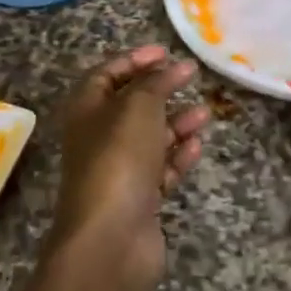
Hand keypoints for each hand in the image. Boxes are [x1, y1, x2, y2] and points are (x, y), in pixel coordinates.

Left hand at [51, 46, 208, 290]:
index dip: (134, 60)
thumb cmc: (118, 159)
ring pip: (150, 138)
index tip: (166, 52)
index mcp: (86, 110)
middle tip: (190, 78)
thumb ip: (155, 83)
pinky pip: (160, 170)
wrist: (111, 239)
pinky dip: (178, 156)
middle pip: (130, 106)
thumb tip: (171, 66)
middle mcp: (98, 138)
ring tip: (204, 113)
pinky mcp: (138, 200)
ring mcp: (118, 171)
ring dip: (176, 123)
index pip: (106, 74)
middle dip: (160, 90)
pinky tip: (197, 146)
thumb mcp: (137, 107)